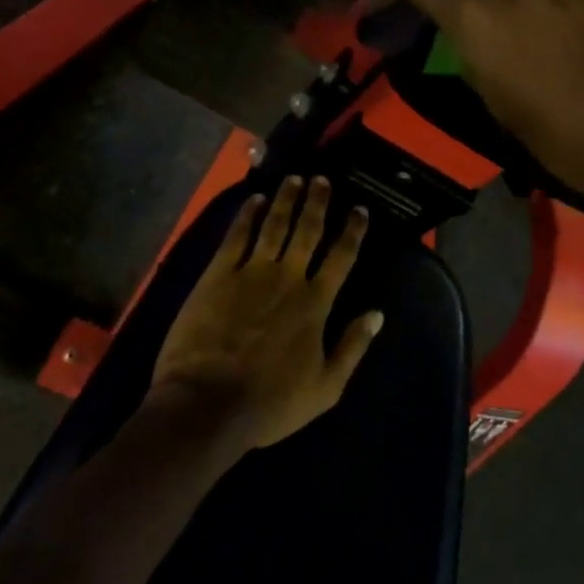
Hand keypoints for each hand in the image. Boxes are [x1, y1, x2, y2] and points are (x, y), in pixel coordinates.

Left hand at [149, 176, 383, 452]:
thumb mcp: (326, 387)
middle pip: (307, 230)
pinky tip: (254, 200)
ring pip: (274, 225)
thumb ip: (353, 347)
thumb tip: (377, 314)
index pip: (342, 256)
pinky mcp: (218, 275)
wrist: (206, 404)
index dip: (352, 230)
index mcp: (316, 302)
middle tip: (322, 179)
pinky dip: (247, 215)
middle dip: (317, 202)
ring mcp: (251, 272)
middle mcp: (288, 277)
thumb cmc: (269, 402)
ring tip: (294, 179)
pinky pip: (237, 236)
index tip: (359, 209)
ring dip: (286, 200)